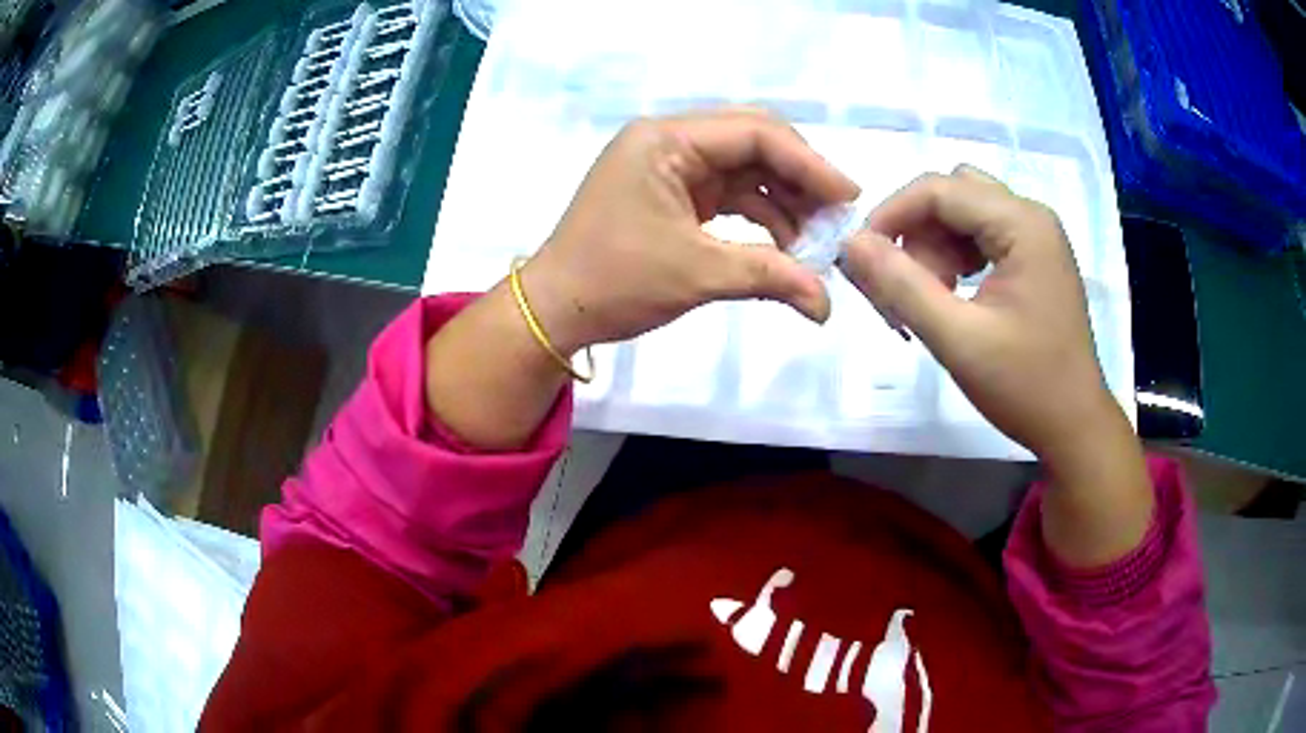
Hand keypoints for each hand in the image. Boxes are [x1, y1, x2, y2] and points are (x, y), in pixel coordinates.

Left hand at [517, 109, 859, 353]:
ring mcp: (671, 166)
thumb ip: (769, 277)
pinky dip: (760, 217)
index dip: (808, 162)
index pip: (754, 133)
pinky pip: (729, 195)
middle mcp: (670, 141)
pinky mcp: (674, 193)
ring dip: (784, 202)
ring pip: (745, 171)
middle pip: (753, 144)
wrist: (556, 309)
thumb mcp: (696, 274)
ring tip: (819, 241)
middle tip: (838, 217)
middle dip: (800, 180)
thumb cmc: (614, 281)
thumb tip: (827, 305)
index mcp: (666, 140)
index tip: (848, 197)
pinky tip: (788, 245)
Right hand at [840, 166, 1151, 566]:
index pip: (939, 189)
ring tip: (932, 299)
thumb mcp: (957, 339)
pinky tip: (953, 296)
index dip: (891, 215)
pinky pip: (981, 236)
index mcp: (1022, 224)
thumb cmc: (1024, 386)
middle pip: (953, 194)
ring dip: (935, 247)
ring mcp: (1036, 236)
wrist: (1074, 426)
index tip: (860, 258)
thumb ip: (901, 286)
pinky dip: (956, 258)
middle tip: (906, 287)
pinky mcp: (1034, 257)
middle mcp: (1031, 216)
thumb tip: (850, 242)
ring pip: (964, 213)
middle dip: (918, 232)